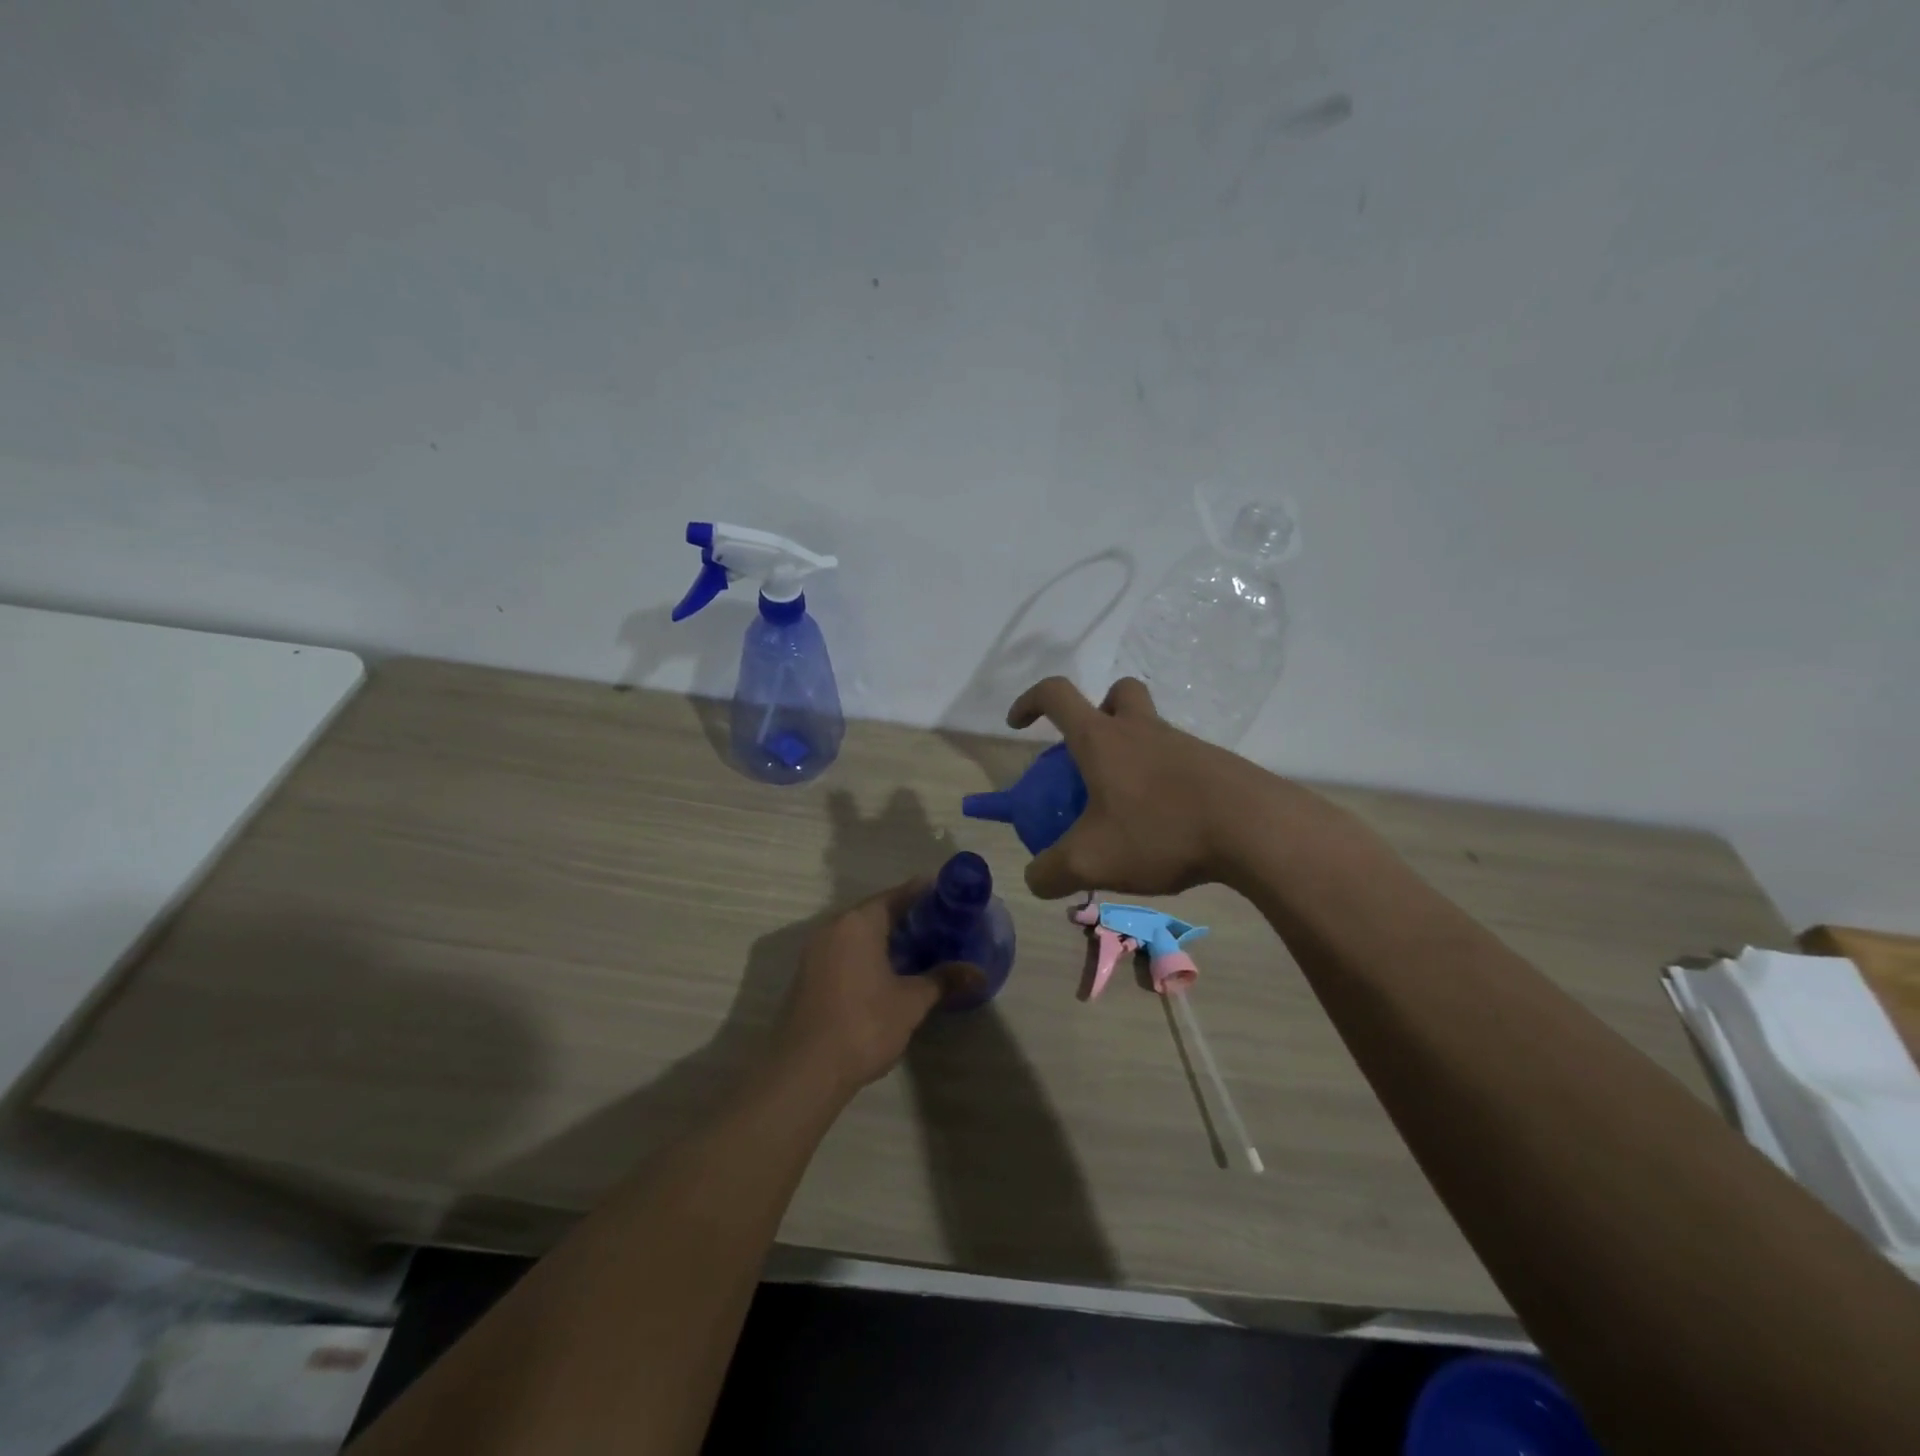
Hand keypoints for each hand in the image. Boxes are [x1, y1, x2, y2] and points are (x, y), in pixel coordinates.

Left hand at [774, 880, 969, 1095]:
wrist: (805, 1071)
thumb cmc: (864, 1024)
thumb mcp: (911, 1002)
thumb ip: (943, 980)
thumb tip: (978, 973)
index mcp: (859, 922)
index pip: (897, 895)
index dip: (925, 894)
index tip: (950, 897)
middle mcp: (834, 927)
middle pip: (877, 912)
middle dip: (908, 918)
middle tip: (942, 927)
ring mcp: (816, 952)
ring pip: (859, 933)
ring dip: (887, 939)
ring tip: (921, 950)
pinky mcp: (809, 975)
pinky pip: (845, 952)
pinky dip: (869, 954)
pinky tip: (890, 973)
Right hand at [1007, 676, 1270, 898]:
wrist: (1253, 828)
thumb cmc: (1159, 830)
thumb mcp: (1091, 861)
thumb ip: (1050, 872)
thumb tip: (1035, 878)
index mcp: (1102, 738)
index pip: (1056, 695)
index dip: (1030, 701)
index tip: (1017, 724)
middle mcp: (1141, 730)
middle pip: (1117, 695)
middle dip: (1097, 713)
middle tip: (1089, 757)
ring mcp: (1182, 744)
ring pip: (1150, 731)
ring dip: (1132, 756)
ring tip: (1126, 815)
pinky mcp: (1214, 765)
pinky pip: (1178, 762)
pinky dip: (1162, 784)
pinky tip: (1166, 829)